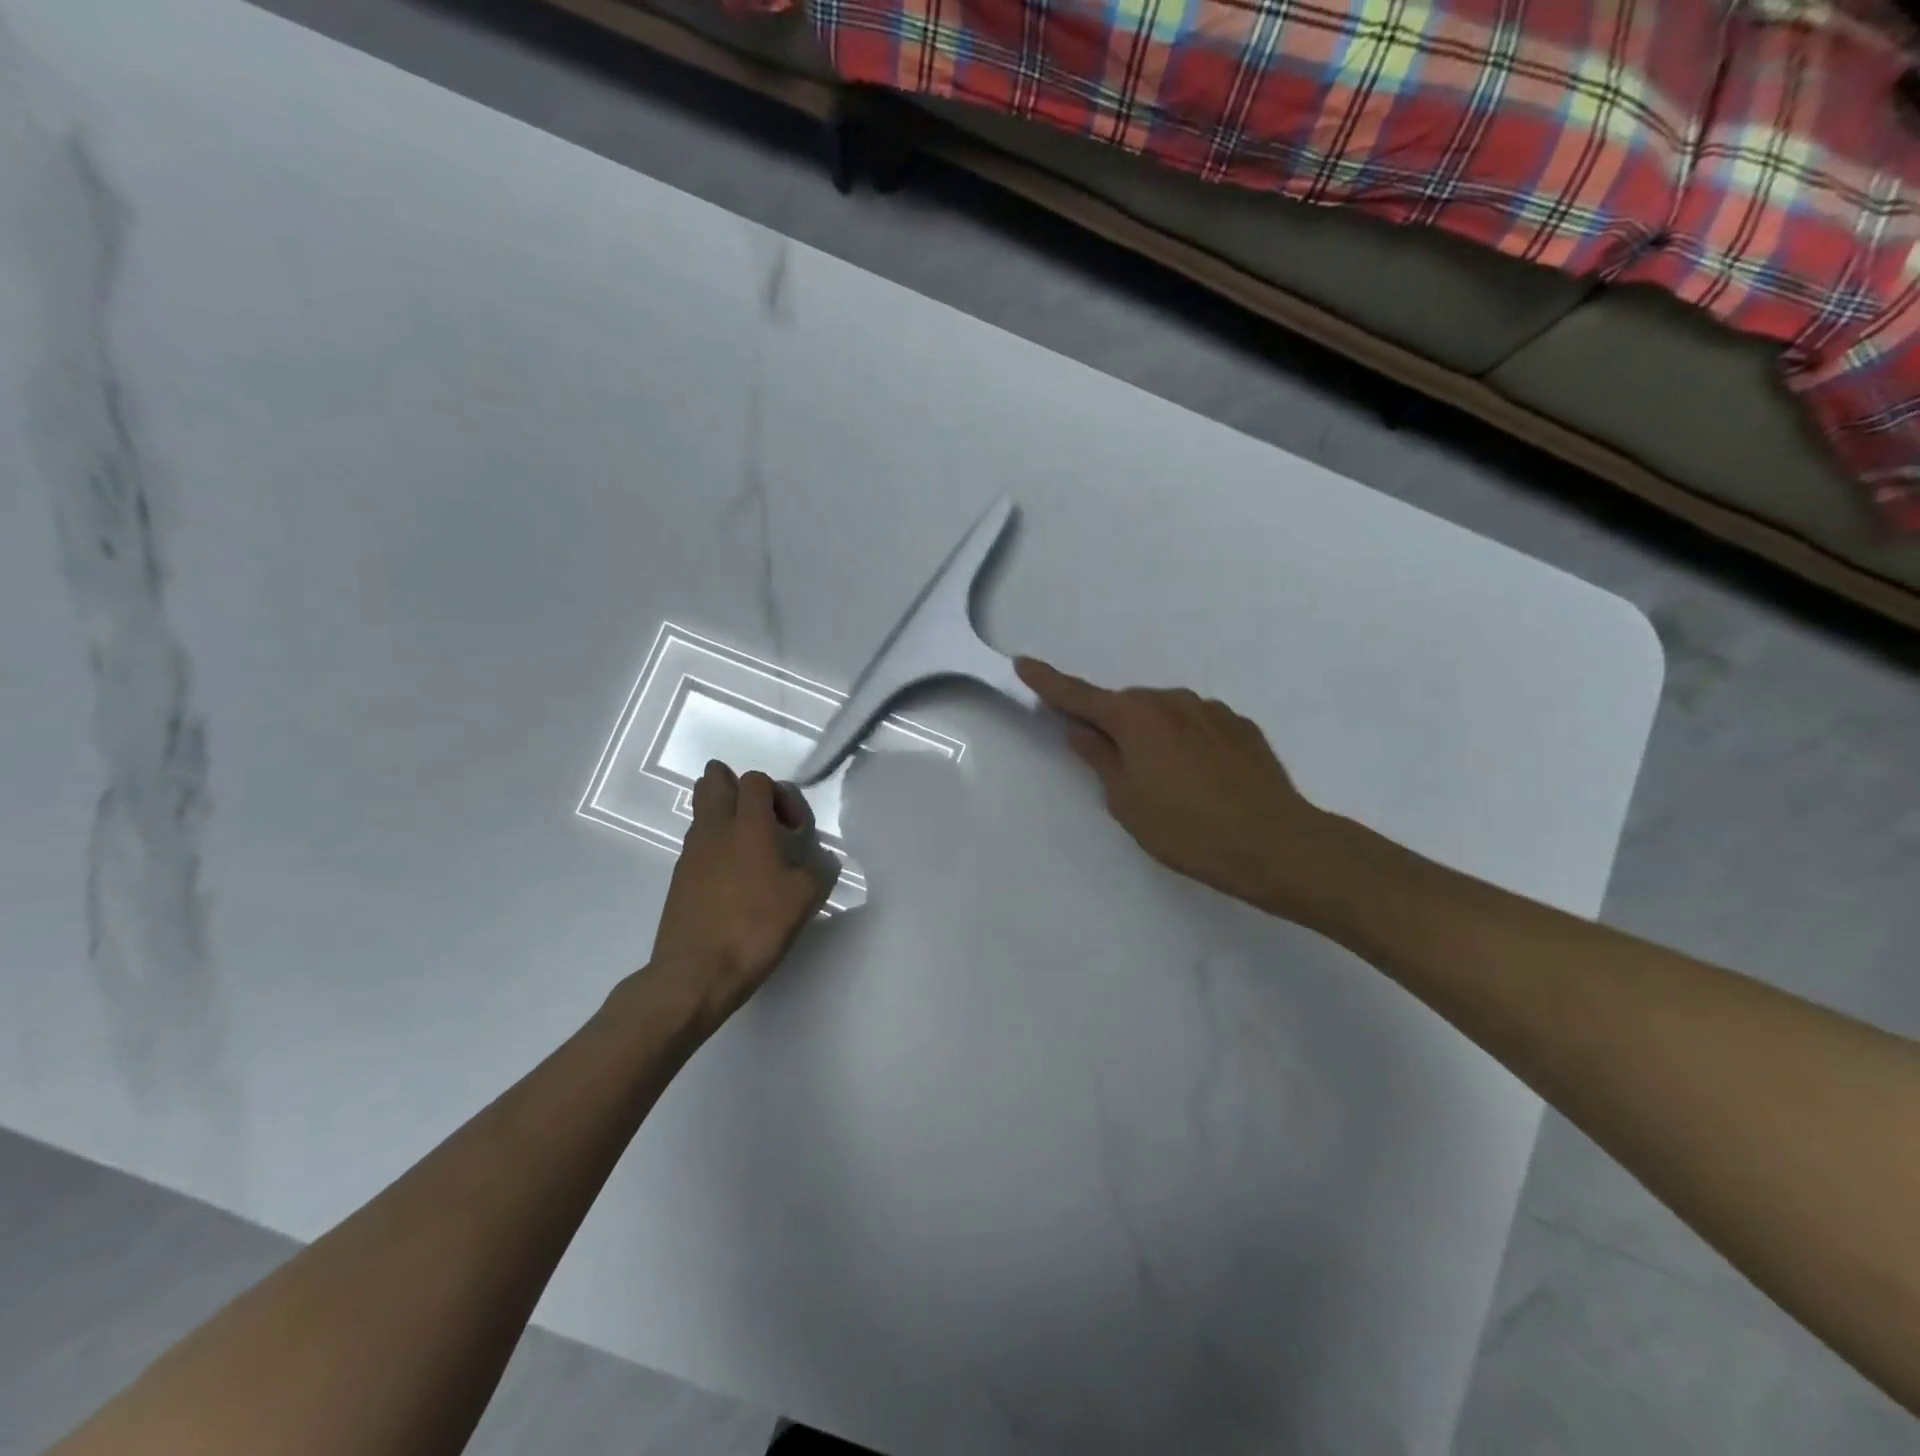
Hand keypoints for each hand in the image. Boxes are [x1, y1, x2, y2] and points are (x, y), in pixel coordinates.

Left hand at [647, 762, 837, 1025]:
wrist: (696, 973)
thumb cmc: (755, 927)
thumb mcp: (804, 900)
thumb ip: (818, 872)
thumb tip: (819, 864)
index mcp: (748, 826)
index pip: (756, 780)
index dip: (779, 795)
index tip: (793, 829)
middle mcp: (714, 830)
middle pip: (714, 781)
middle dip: (737, 786)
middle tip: (761, 817)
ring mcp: (691, 853)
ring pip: (701, 811)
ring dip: (724, 815)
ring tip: (749, 848)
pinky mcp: (679, 878)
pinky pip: (697, 843)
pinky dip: (715, 846)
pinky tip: (734, 878)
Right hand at [1016, 657, 1334, 918]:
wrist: (1275, 843)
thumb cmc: (1187, 829)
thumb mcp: (1127, 802)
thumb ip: (1100, 759)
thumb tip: (1081, 730)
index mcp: (1135, 718)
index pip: (1079, 696)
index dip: (1048, 682)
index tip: (1024, 663)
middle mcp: (1171, 701)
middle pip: (1125, 706)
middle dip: (1112, 725)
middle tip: (1114, 767)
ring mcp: (1210, 710)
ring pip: (1164, 714)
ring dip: (1152, 734)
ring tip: (1166, 782)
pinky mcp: (1240, 726)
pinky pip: (1197, 725)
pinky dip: (1186, 741)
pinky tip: (1201, 778)